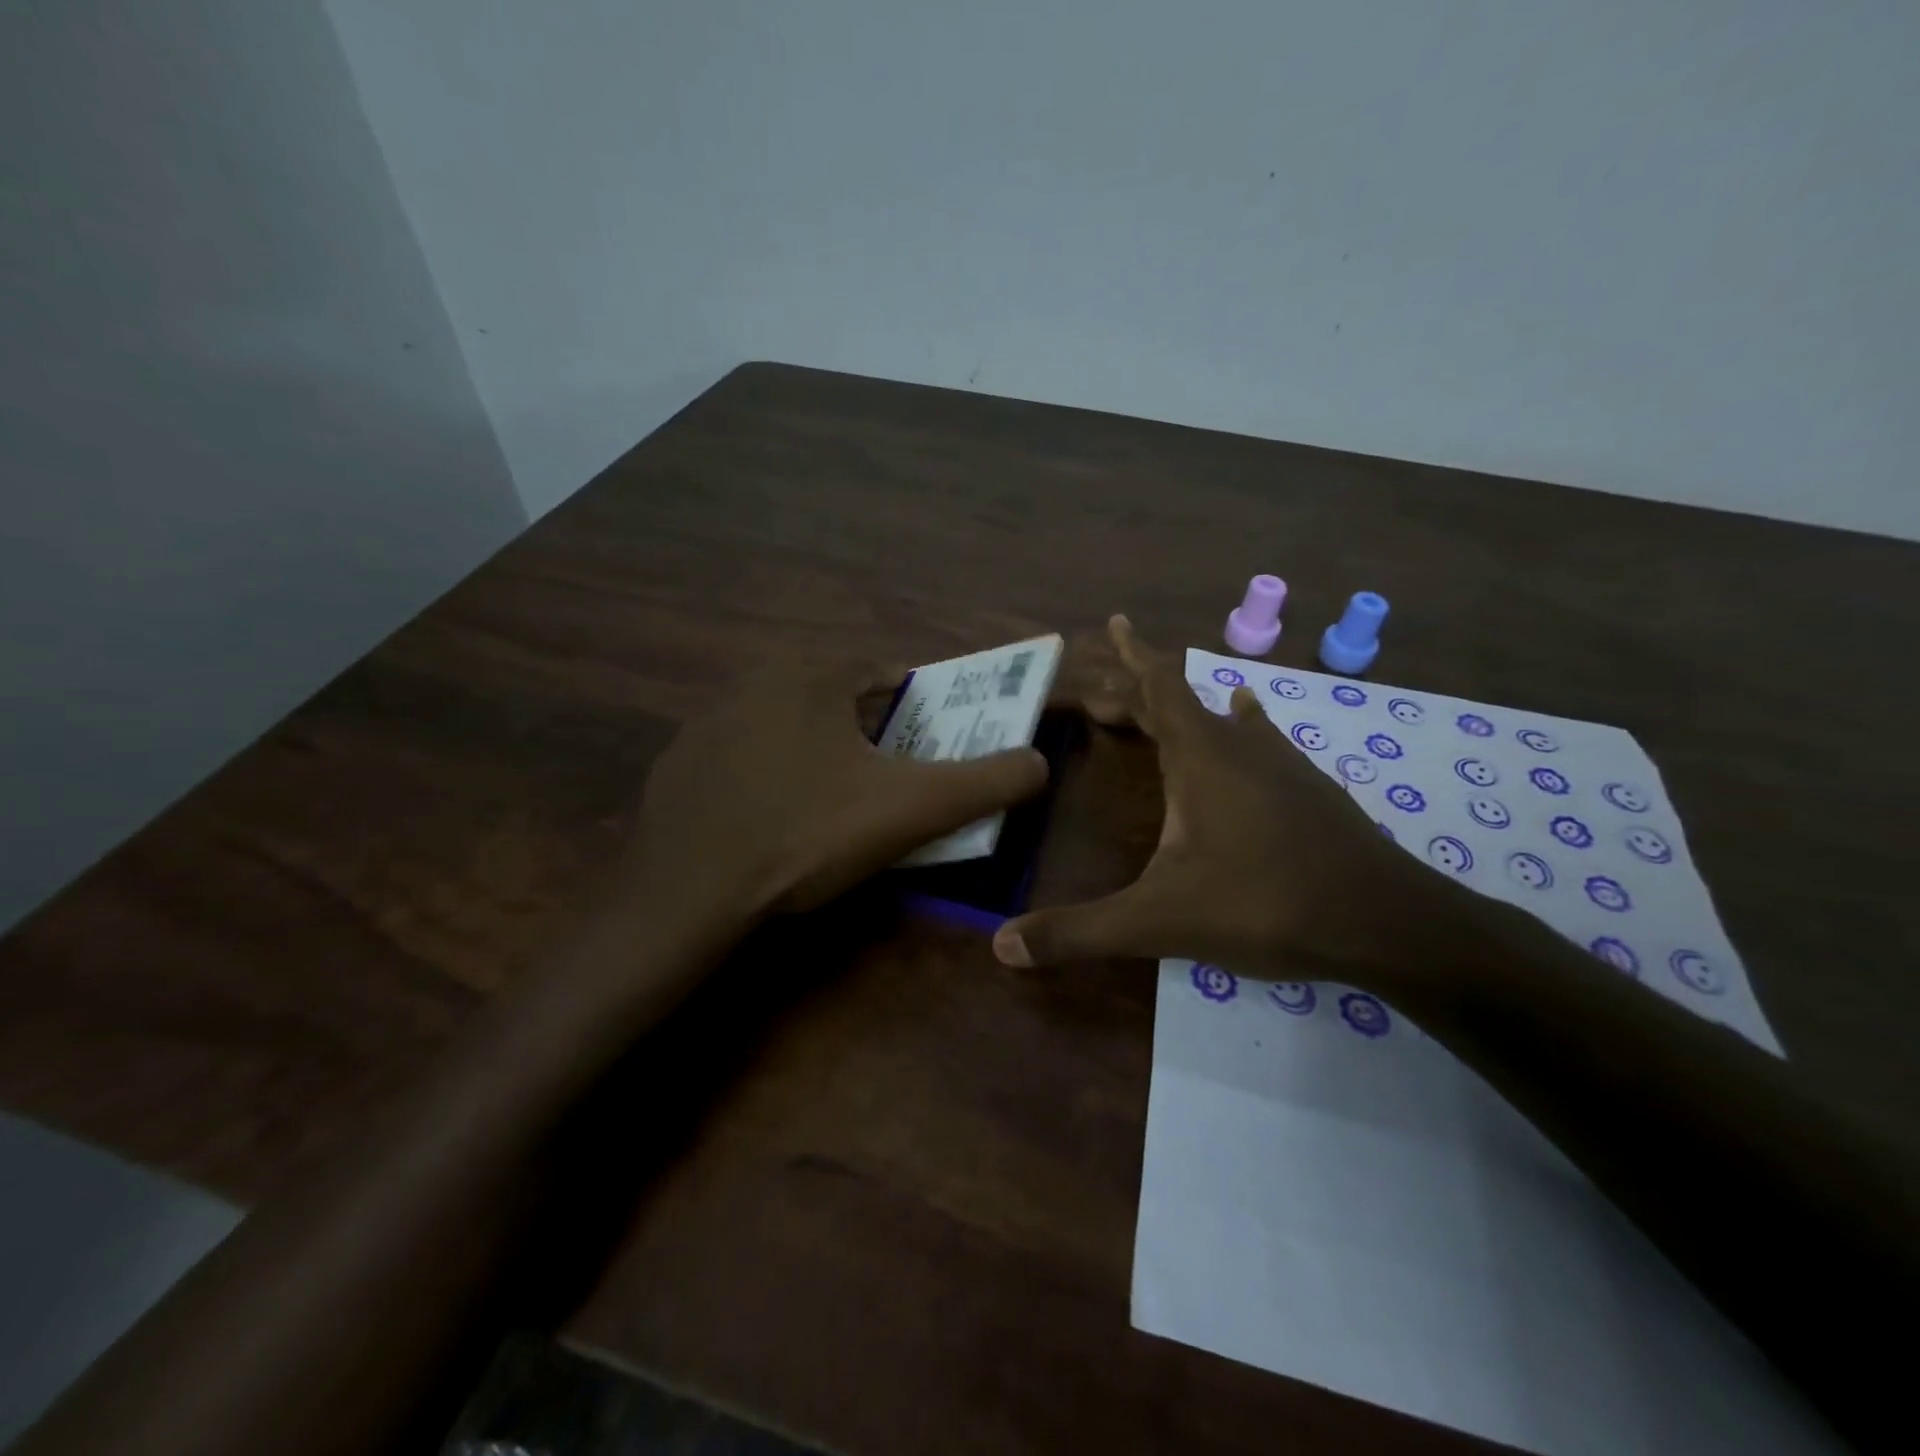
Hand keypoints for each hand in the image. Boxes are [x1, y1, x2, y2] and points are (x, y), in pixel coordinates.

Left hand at [625, 653, 1049, 920]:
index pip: (883, 674)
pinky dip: (767, 779)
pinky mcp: (679, 765)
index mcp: (811, 674)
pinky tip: (774, 823)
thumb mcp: (914, 808)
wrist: (690, 893)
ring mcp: (707, 722)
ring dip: (816, 755)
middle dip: (866, 735)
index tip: (925, 752)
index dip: (915, 710)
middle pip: (835, 701)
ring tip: (831, 808)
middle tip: (884, 785)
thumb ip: (987, 781)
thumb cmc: (808, 833)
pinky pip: (743, 761)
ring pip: (787, 729)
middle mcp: (754, 681)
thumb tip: (1039, 763)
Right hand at [994, 616, 1444, 981]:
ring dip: (1181, 709)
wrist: (1387, 922)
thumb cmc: (1266, 905)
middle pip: (1180, 700)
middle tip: (1099, 696)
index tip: (1114, 620)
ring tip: (1155, 708)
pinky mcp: (1310, 788)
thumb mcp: (1159, 921)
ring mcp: (1282, 764)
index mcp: (1201, 758)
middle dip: (1135, 691)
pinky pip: (1260, 737)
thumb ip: (1080, 932)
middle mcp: (1240, 746)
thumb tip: (1002, 946)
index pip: (1158, 687)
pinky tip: (1246, 717)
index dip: (1132, 655)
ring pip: (1221, 716)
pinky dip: (1238, 722)